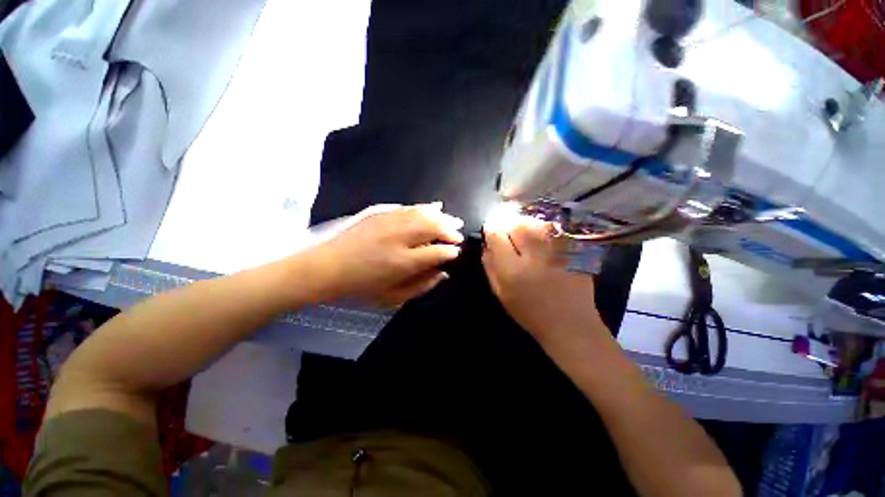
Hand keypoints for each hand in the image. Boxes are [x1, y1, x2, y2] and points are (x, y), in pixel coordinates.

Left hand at [305, 203, 463, 304]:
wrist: (326, 267)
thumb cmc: (360, 287)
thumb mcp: (392, 297)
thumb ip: (421, 285)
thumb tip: (442, 273)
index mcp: (403, 262)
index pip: (438, 252)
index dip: (450, 252)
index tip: (456, 253)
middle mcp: (400, 238)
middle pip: (434, 227)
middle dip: (450, 231)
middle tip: (457, 235)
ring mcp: (390, 222)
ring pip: (424, 214)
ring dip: (441, 217)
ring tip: (452, 221)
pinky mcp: (381, 213)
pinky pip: (409, 207)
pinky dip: (424, 207)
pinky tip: (434, 207)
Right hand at [482, 212, 605, 346]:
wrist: (569, 324)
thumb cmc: (529, 312)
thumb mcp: (500, 293)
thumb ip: (490, 266)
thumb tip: (486, 244)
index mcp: (512, 270)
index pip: (497, 234)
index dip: (491, 228)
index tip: (491, 230)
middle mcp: (534, 257)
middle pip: (517, 223)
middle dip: (508, 224)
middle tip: (508, 231)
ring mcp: (557, 252)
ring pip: (536, 223)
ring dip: (526, 224)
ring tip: (525, 234)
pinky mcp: (573, 251)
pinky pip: (554, 230)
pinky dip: (544, 229)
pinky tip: (542, 238)